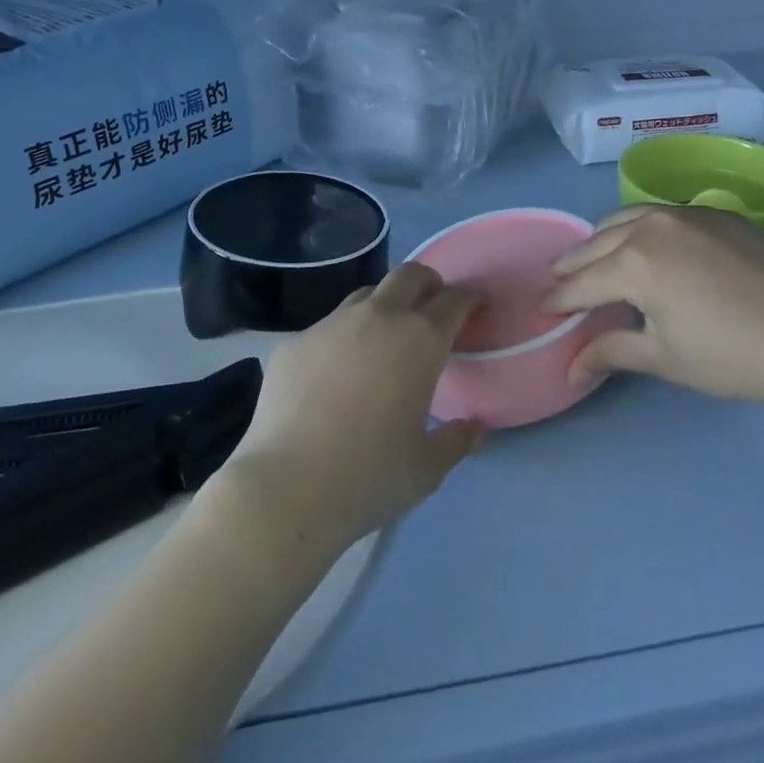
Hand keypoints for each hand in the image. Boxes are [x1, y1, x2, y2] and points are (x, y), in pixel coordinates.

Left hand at [217, 263, 482, 550]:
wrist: (288, 487)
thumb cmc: (370, 476)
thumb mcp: (427, 468)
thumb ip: (456, 441)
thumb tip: (474, 429)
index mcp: (420, 340)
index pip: (453, 301)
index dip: (468, 298)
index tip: (475, 303)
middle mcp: (379, 317)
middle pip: (409, 275)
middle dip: (427, 282)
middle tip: (432, 303)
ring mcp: (332, 324)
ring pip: (366, 294)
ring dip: (384, 304)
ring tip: (383, 334)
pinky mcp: (295, 341)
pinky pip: (327, 328)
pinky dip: (342, 339)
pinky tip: (335, 372)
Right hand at [542, 206, 763, 410]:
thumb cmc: (732, 354)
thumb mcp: (664, 358)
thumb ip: (611, 353)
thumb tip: (570, 369)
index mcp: (632, 263)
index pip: (581, 283)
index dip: (558, 299)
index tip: (542, 309)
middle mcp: (649, 226)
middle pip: (596, 242)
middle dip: (572, 264)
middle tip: (558, 280)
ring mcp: (684, 213)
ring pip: (626, 217)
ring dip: (603, 238)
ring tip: (594, 256)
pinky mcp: (713, 212)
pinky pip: (661, 214)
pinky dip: (639, 228)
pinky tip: (647, 246)